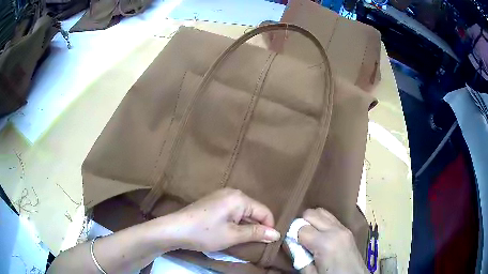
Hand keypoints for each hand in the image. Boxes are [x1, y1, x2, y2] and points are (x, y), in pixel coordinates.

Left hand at [160, 188, 280, 251]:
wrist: (175, 229)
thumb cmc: (205, 233)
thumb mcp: (233, 235)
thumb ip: (256, 233)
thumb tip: (277, 234)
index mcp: (239, 198)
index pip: (264, 211)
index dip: (268, 227)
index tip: (266, 242)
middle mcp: (232, 192)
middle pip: (254, 210)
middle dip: (256, 226)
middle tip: (252, 242)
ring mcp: (221, 196)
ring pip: (243, 212)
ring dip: (245, 225)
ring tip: (240, 239)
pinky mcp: (213, 202)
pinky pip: (232, 211)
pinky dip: (235, 222)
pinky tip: (228, 231)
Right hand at [297, 208, 367, 273]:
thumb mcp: (310, 273)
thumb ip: (298, 256)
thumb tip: (290, 242)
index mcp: (325, 243)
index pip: (300, 228)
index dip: (291, 235)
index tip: (289, 243)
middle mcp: (335, 230)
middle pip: (311, 213)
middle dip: (300, 223)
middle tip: (297, 239)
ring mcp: (344, 228)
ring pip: (321, 212)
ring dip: (311, 220)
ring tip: (309, 236)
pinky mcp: (348, 230)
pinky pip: (331, 218)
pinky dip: (322, 222)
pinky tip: (320, 235)